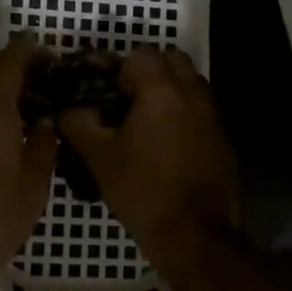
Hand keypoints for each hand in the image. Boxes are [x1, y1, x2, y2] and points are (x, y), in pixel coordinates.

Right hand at [59, 48, 239, 262]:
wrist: (196, 235)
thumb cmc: (144, 191)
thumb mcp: (100, 158)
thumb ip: (79, 124)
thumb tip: (68, 110)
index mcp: (161, 91)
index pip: (141, 54)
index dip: (120, 68)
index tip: (107, 92)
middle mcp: (192, 93)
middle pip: (172, 59)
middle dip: (149, 70)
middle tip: (127, 98)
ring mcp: (213, 115)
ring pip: (190, 82)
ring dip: (169, 89)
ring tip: (146, 120)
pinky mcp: (223, 137)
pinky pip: (201, 108)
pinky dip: (184, 112)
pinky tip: (166, 143)